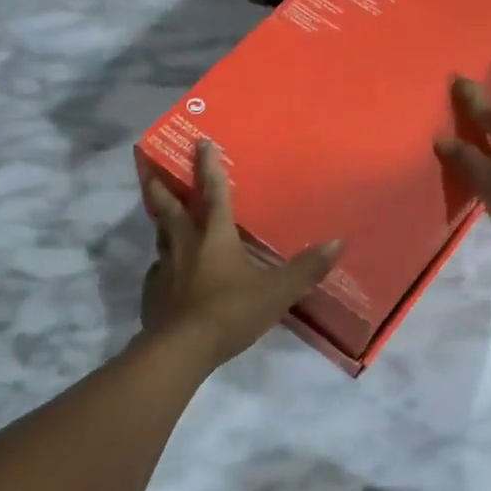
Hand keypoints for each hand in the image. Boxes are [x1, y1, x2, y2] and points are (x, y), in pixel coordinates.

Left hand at [141, 140, 342, 371]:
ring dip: (159, 221)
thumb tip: (338, 243)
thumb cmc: (231, 311)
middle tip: (152, 168)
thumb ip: (306, 269)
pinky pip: (157, 271)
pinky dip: (162, 265)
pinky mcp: (152, 292)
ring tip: (160, 216)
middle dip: (162, 184)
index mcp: (214, 235)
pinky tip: (166, 273)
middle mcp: (184, 243)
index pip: (213, 192)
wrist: (181, 348)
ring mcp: (163, 268)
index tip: (201, 142)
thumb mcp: (277, 292)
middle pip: (169, 206)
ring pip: (159, 235)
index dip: (209, 166)